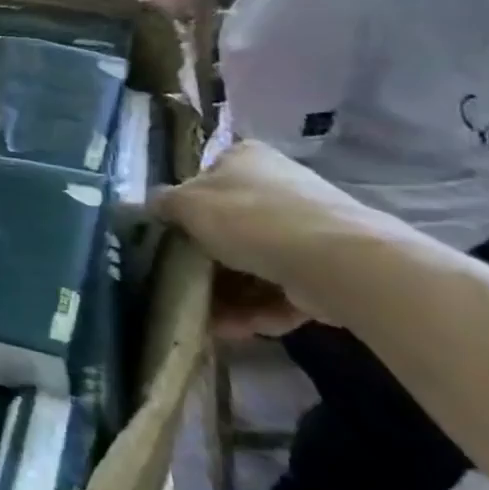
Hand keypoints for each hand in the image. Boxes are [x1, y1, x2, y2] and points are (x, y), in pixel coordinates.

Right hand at [154, 140, 367, 328]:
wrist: (338, 261)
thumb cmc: (250, 219)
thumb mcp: (187, 205)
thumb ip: (162, 204)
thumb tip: (150, 207)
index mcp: (244, 159)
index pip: (205, 180)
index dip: (184, 211)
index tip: (169, 242)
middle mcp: (277, 186)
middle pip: (228, 228)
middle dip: (206, 264)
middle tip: (185, 287)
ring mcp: (307, 228)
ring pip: (254, 264)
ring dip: (229, 295)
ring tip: (208, 322)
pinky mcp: (327, 268)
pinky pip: (282, 289)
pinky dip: (259, 310)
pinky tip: (237, 330)